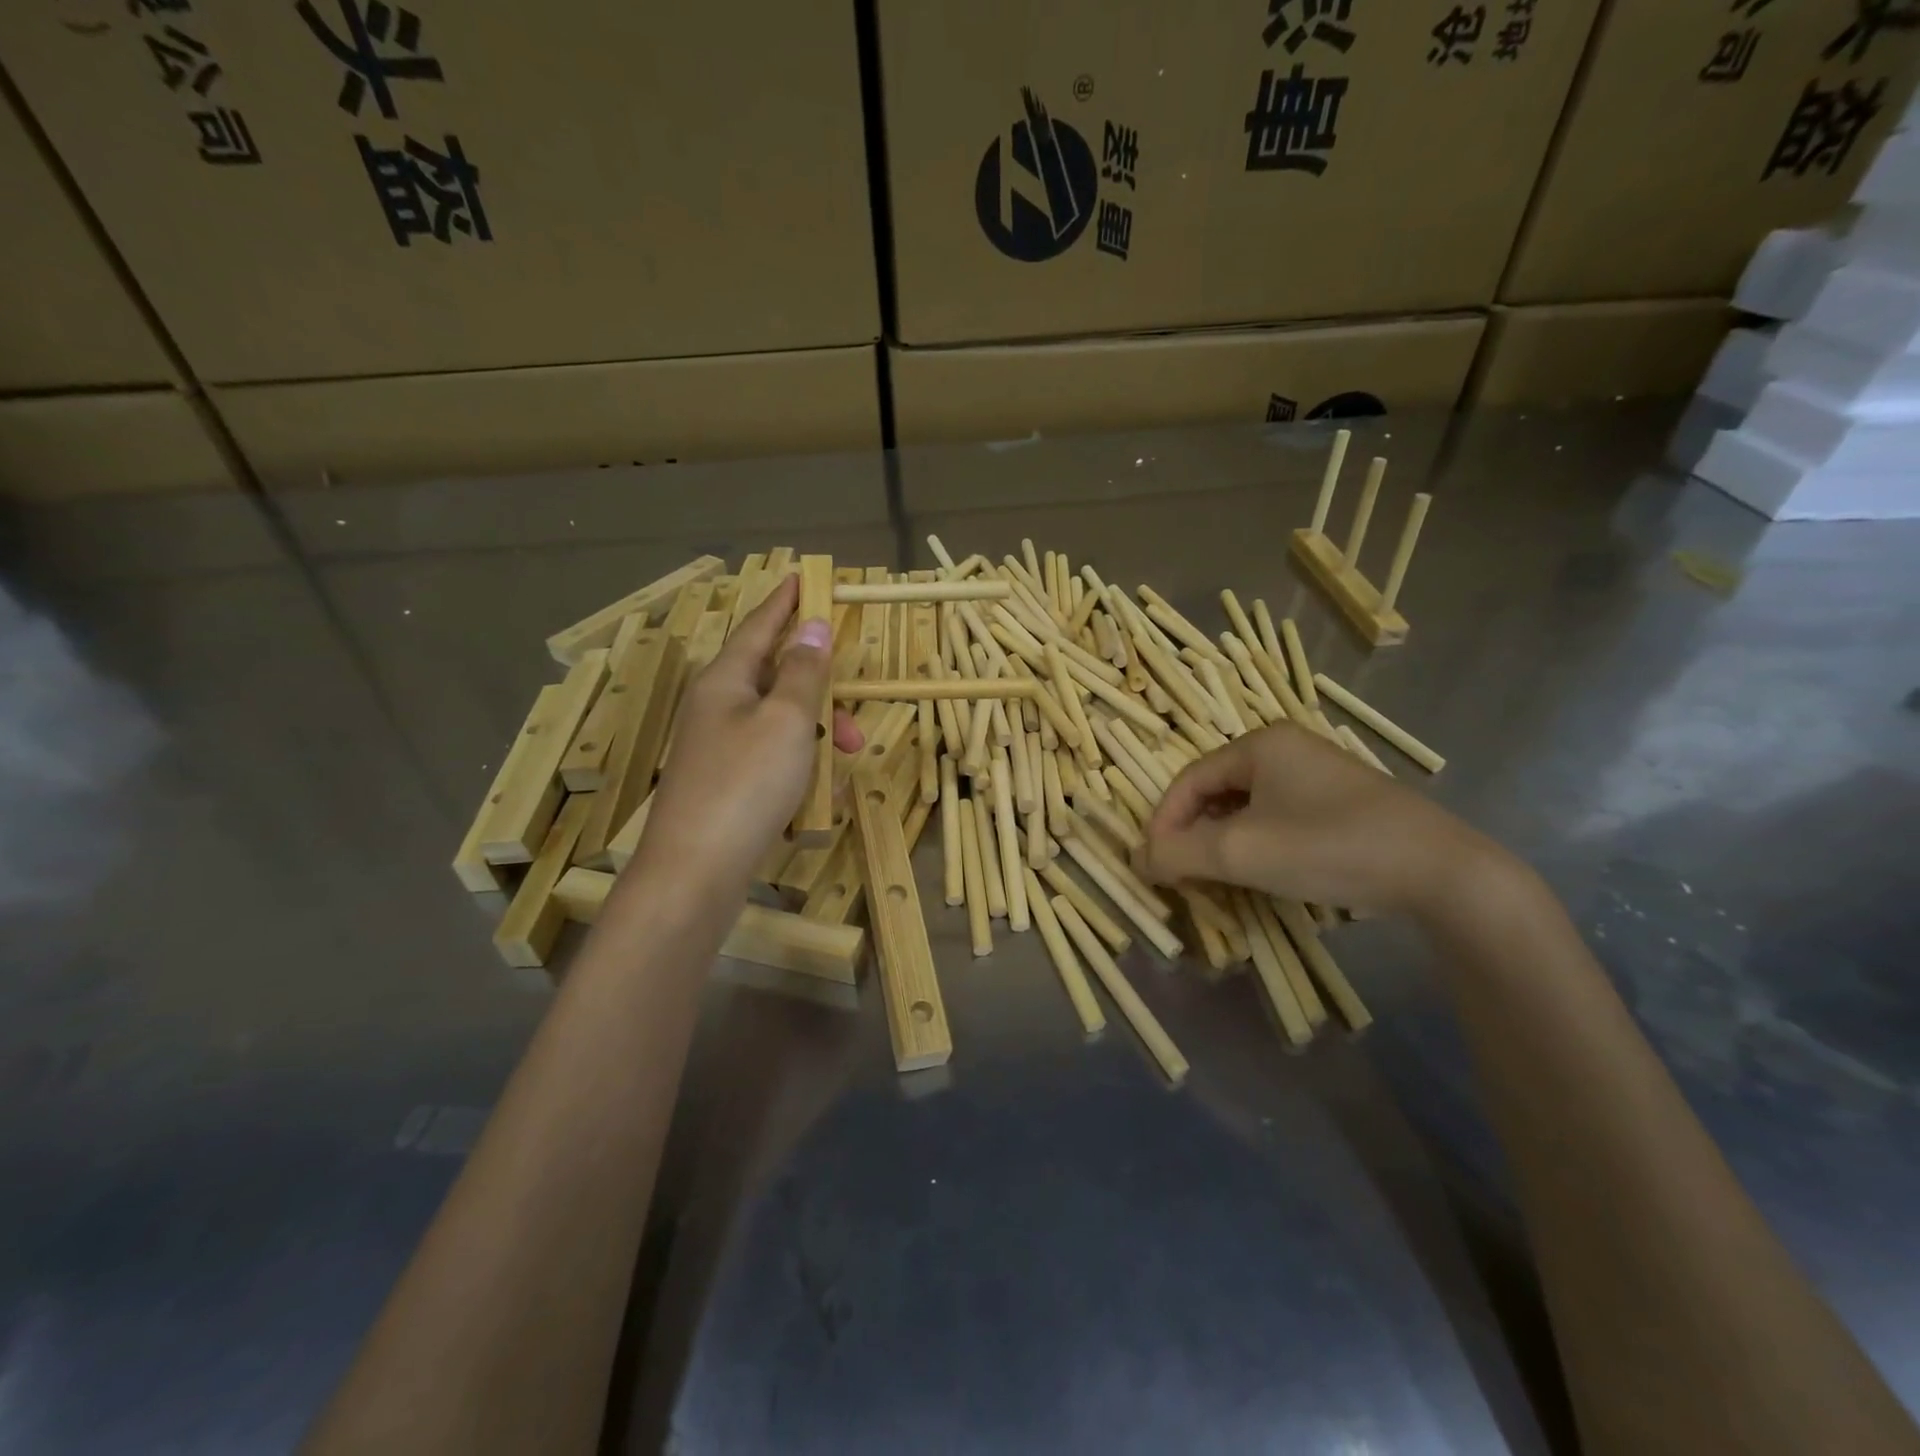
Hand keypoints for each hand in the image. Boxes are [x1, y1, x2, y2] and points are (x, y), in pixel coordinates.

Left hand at [635, 574, 861, 891]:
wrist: (695, 871)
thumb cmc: (745, 784)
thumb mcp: (786, 721)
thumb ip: (803, 672)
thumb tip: (814, 627)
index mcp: (725, 679)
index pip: (760, 625)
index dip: (786, 602)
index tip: (805, 579)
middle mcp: (715, 706)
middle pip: (775, 678)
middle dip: (820, 694)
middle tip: (853, 724)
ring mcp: (716, 747)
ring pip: (777, 722)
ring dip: (815, 735)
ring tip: (843, 763)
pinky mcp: (723, 783)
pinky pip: (770, 758)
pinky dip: (797, 765)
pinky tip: (817, 793)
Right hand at [1140, 723, 1496, 916]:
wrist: (1441, 872)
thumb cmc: (1329, 847)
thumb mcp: (1241, 853)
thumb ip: (1179, 853)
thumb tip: (1138, 858)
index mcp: (1259, 744)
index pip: (1188, 780)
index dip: (1163, 822)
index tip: (1152, 864)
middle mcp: (1287, 749)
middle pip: (1216, 791)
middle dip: (1193, 834)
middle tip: (1182, 874)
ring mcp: (1319, 774)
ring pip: (1248, 807)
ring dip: (1223, 842)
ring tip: (1217, 878)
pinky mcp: (1342, 802)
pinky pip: (1279, 817)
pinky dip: (1258, 843)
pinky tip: (1263, 872)